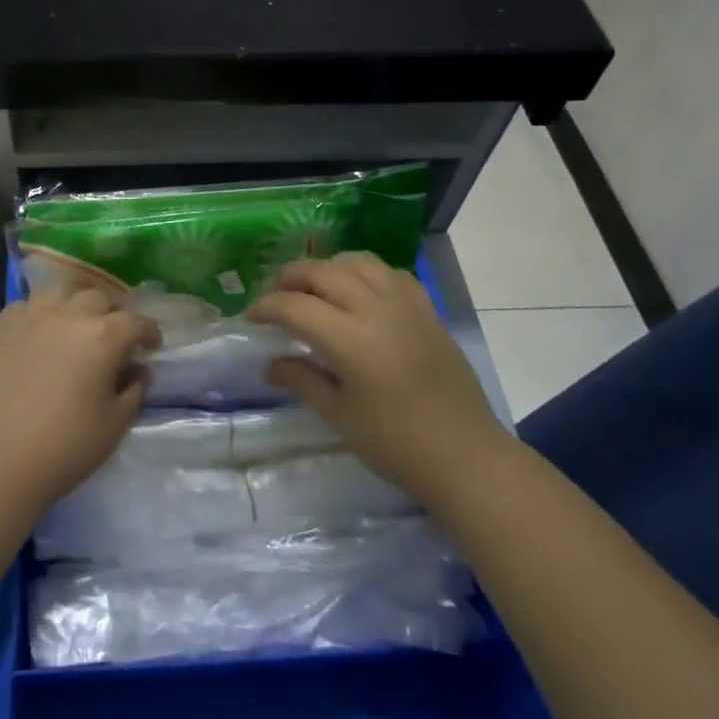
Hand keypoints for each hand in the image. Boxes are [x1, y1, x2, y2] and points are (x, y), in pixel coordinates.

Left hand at [0, 287, 159, 512]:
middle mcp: (70, 314)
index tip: (152, 345)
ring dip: (77, 302)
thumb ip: (135, 388)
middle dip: (114, 314)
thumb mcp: (117, 423)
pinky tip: (42, 330)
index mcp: (104, 335)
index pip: (136, 322)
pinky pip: (28, 304)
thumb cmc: (67, 446)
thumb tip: (137, 367)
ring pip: (62, 290)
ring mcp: (33, 315)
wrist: (0, 460)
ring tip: (78, 321)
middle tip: (115, 336)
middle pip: (100, 298)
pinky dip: (41, 311)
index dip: (149, 333)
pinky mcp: (3, 326)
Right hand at [248, 252, 509, 494]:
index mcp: (350, 338)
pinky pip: (392, 273)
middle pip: (323, 272)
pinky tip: (360, 291)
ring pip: (358, 262)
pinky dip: (366, 272)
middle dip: (292, 277)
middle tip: (276, 296)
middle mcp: (376, 309)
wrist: (466, 456)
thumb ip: (302, 380)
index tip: (251, 317)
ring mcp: (406, 305)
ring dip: (329, 267)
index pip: (295, 306)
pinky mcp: (428, 310)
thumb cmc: (396, 444)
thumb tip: (270, 363)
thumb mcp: (340, 415)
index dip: (266, 307)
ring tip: (315, 286)